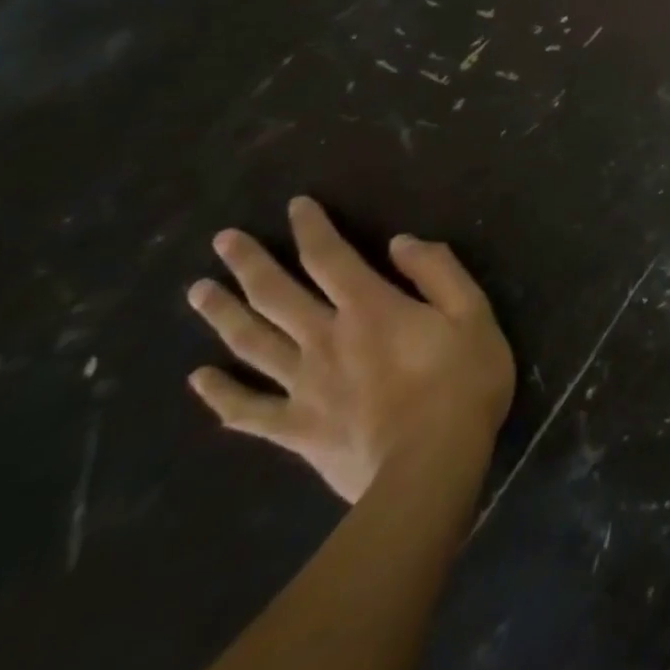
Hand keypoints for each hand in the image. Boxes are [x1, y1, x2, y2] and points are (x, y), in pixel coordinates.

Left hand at [187, 196, 514, 502]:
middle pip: (277, 295)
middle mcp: (326, 339)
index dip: (311, 227)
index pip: (330, 256)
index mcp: (370, 307)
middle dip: (249, 264)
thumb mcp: (472, 311)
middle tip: (222, 240)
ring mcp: (304, 386)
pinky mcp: (296, 429)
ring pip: (252, 345)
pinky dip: (220, 394)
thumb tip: (400, 242)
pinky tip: (199, 379)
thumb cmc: (462, 379)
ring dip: (223, 315)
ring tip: (197, 291)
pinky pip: (248, 410)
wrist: (431, 464)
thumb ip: (437, 271)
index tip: (295, 205)